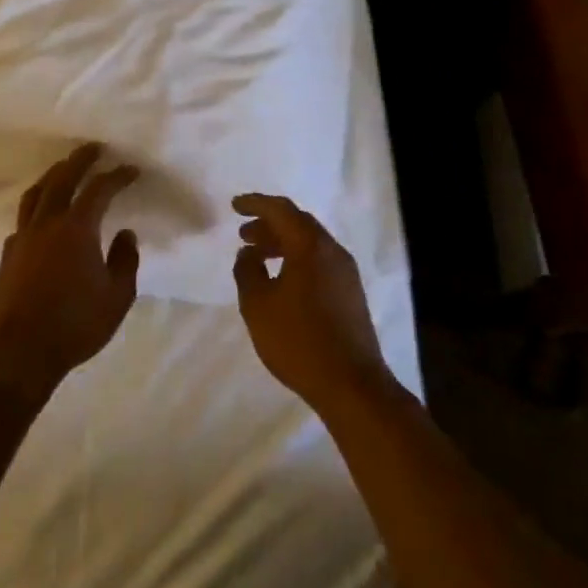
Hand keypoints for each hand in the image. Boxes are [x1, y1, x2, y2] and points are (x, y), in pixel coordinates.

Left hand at [0, 144, 140, 393]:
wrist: (19, 351)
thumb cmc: (75, 324)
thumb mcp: (117, 297)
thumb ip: (125, 261)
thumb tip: (126, 234)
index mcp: (77, 228)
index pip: (99, 190)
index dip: (117, 176)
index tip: (131, 169)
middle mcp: (47, 223)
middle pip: (62, 178)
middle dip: (80, 159)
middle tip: (93, 148)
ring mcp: (23, 237)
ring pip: (36, 193)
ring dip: (53, 175)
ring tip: (64, 169)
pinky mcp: (8, 254)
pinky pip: (24, 217)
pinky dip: (37, 205)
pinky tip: (42, 215)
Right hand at [232, 194, 396, 412]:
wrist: (352, 384)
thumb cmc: (298, 340)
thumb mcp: (258, 305)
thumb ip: (248, 271)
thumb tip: (248, 253)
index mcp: (310, 246)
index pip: (281, 210)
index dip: (255, 204)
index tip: (234, 206)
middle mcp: (332, 251)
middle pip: (298, 224)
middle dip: (269, 224)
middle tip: (244, 235)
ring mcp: (346, 273)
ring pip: (310, 244)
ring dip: (282, 244)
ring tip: (257, 258)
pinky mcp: (351, 294)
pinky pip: (319, 262)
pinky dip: (296, 260)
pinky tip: (282, 281)